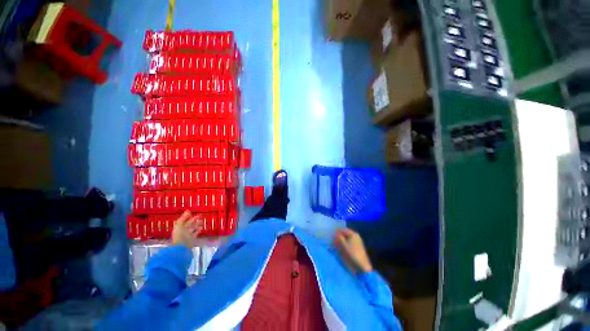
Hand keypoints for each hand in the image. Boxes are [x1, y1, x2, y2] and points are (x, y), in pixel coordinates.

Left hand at [171, 211, 202, 248]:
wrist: (181, 247)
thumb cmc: (179, 235)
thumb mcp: (179, 225)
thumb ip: (183, 218)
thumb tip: (188, 210)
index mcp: (179, 227)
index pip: (183, 220)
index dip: (187, 216)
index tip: (192, 212)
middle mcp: (183, 230)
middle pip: (189, 224)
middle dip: (194, 219)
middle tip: (200, 215)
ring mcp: (188, 234)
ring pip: (193, 228)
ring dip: (197, 224)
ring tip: (202, 221)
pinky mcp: (192, 238)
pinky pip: (196, 233)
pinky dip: (198, 230)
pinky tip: (201, 227)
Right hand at [333, 228, 372, 273]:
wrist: (362, 265)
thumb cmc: (353, 253)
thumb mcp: (344, 244)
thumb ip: (339, 237)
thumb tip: (335, 234)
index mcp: (353, 234)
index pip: (344, 230)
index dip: (337, 231)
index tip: (332, 233)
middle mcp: (355, 237)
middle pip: (345, 234)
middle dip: (339, 236)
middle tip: (333, 239)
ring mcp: (356, 242)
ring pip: (346, 239)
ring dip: (341, 240)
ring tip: (335, 243)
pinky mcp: (356, 248)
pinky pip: (348, 243)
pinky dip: (344, 244)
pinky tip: (340, 247)